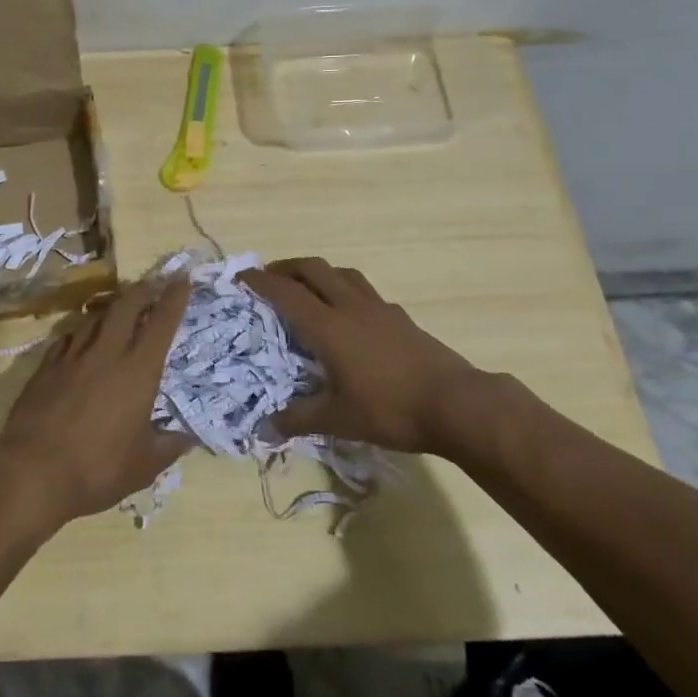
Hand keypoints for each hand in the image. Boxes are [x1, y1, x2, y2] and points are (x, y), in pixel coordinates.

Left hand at [0, 278, 193, 524]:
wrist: (33, 472)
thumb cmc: (97, 469)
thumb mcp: (143, 466)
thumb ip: (168, 447)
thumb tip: (189, 438)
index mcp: (138, 371)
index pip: (161, 323)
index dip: (174, 298)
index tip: (182, 280)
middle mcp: (107, 353)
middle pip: (125, 306)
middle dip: (141, 290)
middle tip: (151, 286)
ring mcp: (72, 356)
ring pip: (94, 317)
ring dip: (110, 309)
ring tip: (118, 310)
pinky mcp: (45, 366)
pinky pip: (67, 337)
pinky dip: (80, 332)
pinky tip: (80, 338)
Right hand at [241, 256, 505, 453]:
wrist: (456, 403)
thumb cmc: (390, 409)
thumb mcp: (338, 419)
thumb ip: (298, 419)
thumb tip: (263, 428)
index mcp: (328, 326)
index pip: (286, 292)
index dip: (261, 281)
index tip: (241, 276)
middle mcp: (350, 306)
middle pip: (314, 269)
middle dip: (287, 267)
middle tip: (270, 276)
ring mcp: (379, 308)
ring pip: (342, 273)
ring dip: (319, 272)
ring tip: (308, 287)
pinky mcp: (400, 317)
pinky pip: (365, 291)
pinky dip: (346, 289)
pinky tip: (350, 313)